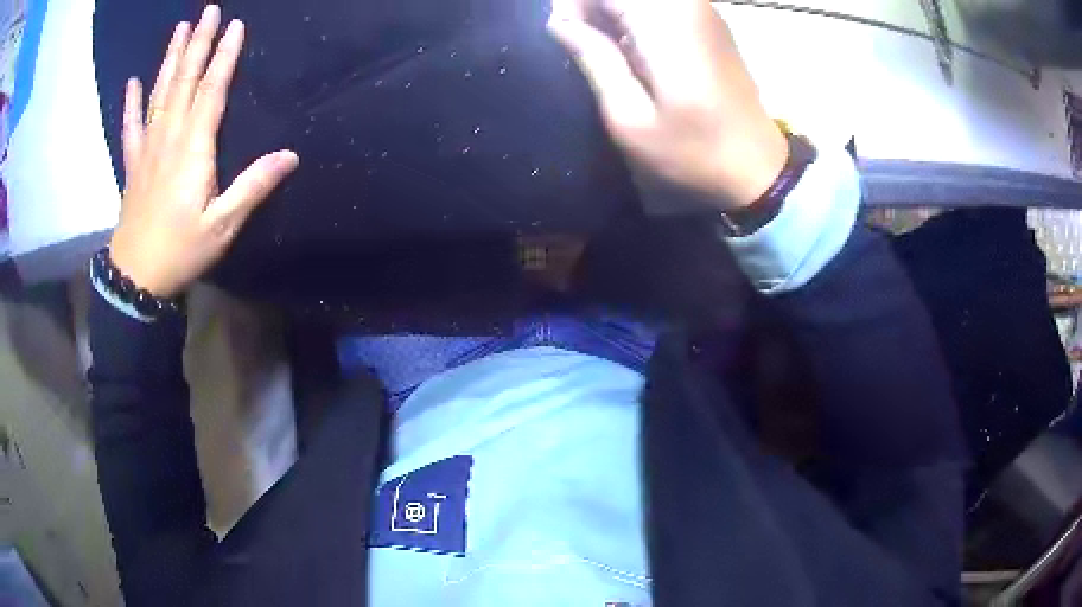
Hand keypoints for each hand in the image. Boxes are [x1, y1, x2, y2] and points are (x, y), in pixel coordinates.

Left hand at [109, 5, 298, 297]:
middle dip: (197, 43)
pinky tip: (133, 81)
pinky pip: (131, 126)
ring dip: (169, 59)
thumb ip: (252, 187)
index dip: (224, 57)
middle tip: (208, 11)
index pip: (211, 91)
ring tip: (179, 29)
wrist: (136, 278)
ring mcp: (147, 148)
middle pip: (183, 81)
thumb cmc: (181, 251)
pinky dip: (131, 102)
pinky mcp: (132, 163)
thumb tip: (290, 156)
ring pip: (159, 94)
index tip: (235, 26)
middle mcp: (169, 138)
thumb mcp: (222, 227)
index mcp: (193, 149)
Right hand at [547, 0, 786, 209]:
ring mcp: (703, 10)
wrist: (757, 167)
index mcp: (666, 25)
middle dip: (593, 7)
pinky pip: (660, 5)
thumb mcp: (630, 118)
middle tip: (581, 40)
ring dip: (613, 12)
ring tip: (603, 45)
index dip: (575, 4)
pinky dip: (635, 16)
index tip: (564, 33)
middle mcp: (687, 6)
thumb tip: (559, 23)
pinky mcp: (709, 21)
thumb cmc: (691, 151)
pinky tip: (631, 45)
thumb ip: (594, 59)